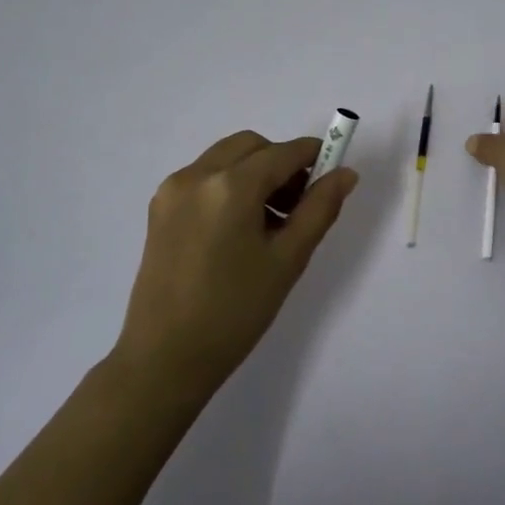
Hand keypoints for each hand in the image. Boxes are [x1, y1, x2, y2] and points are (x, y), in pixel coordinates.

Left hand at [112, 131, 358, 396]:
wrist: (165, 358)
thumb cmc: (235, 311)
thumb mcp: (288, 260)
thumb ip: (319, 209)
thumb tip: (345, 174)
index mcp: (230, 186)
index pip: (282, 153)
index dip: (312, 156)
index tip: (332, 173)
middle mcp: (197, 176)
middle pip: (250, 146)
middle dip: (280, 162)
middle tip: (299, 204)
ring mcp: (172, 191)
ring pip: (225, 158)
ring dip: (254, 172)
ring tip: (270, 222)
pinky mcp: (159, 209)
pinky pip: (203, 178)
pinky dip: (228, 185)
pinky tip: (239, 228)